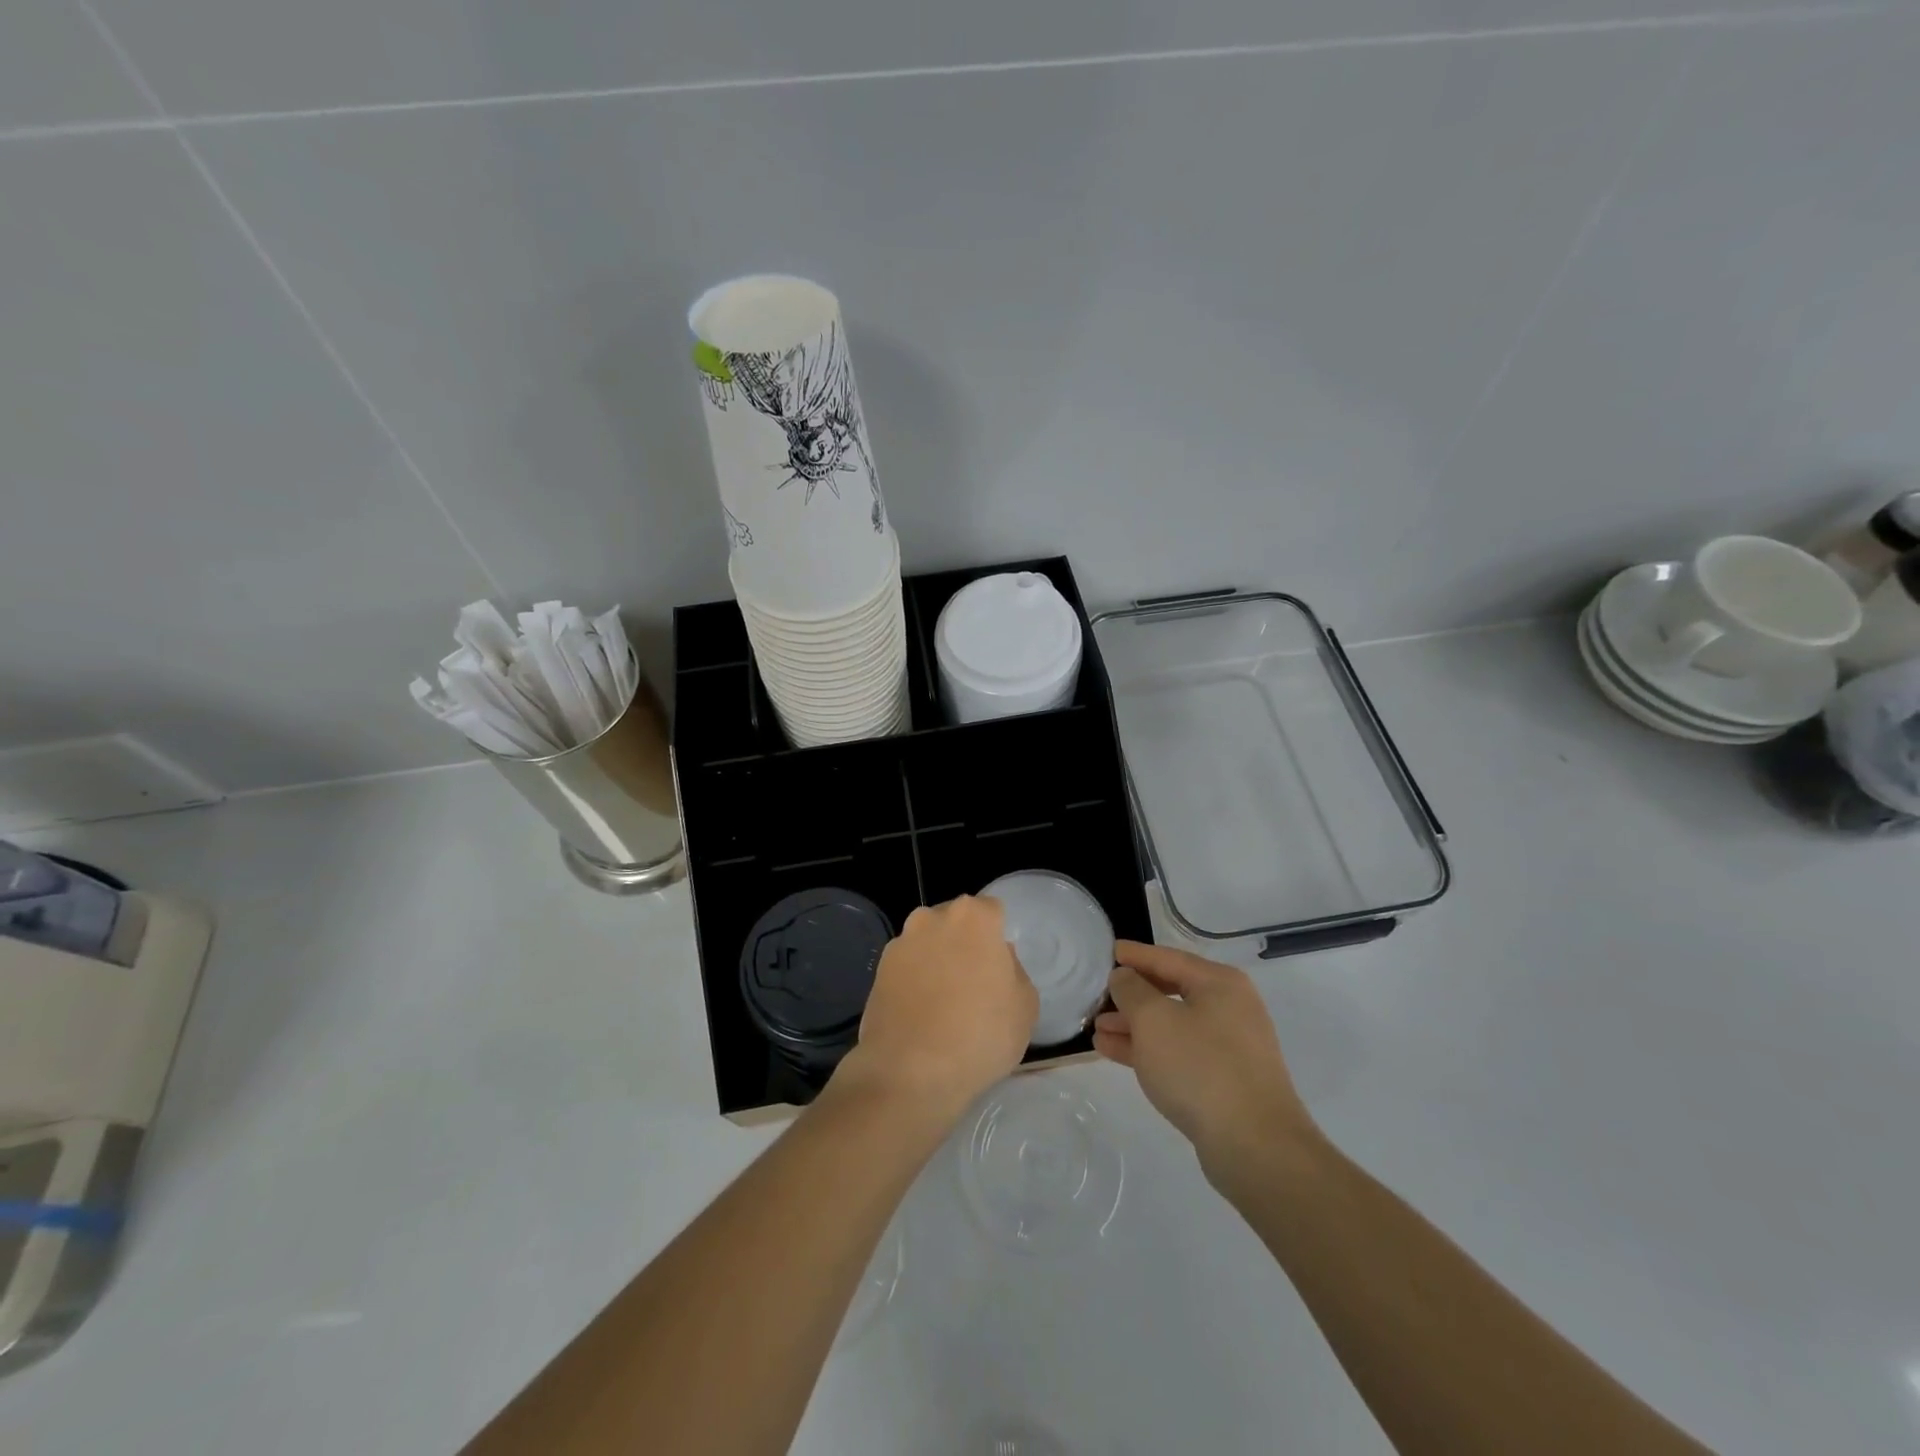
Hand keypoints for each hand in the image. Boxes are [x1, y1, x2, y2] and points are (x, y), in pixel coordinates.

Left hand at [840, 895, 1037, 1120]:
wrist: (909, 1072)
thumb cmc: (980, 1036)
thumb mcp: (1025, 1007)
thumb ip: (1014, 971)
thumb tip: (997, 959)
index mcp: (973, 917)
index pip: (992, 910)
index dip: (997, 937)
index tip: (998, 968)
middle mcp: (932, 918)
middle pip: (956, 922)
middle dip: (964, 943)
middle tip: (974, 984)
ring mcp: (900, 943)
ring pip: (928, 943)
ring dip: (936, 961)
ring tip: (944, 1004)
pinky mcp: (877, 970)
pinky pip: (906, 967)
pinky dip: (914, 981)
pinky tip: (920, 1015)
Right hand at [1094, 941, 1316, 1185]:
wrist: (1255, 1146)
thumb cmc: (1200, 1067)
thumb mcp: (1154, 1020)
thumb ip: (1131, 990)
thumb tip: (1124, 977)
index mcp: (1220, 983)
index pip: (1168, 958)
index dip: (1136, 955)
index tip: (1109, 951)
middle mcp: (1229, 1008)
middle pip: (1171, 991)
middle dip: (1132, 996)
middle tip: (1098, 995)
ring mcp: (1229, 1047)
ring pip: (1172, 1025)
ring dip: (1134, 1025)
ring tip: (1097, 1029)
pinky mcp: (1224, 1081)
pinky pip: (1178, 1053)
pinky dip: (1148, 1049)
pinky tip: (1114, 1052)